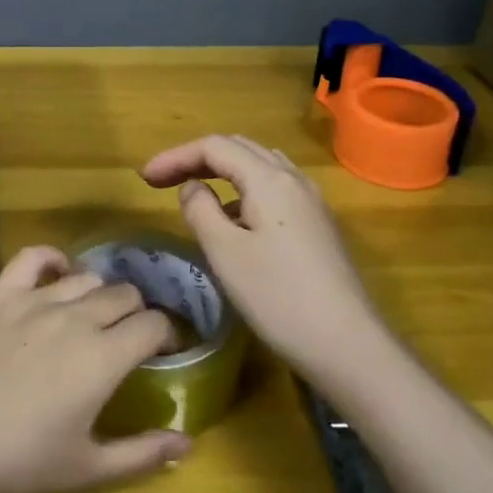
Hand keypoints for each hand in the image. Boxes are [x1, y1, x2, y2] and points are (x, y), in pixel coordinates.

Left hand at [0, 247, 192, 492]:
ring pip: (87, 277)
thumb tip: (187, 443)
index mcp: (104, 357)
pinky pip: (33, 258)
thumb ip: (142, 453)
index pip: (154, 324)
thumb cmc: (18, 462)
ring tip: (95, 316)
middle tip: (129, 340)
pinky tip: (58, 274)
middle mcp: (76, 317)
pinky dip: (52, 260)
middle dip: (138, 313)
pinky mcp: (1, 296)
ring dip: (100, 293)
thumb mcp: (87, 469)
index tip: (163, 354)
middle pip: (126, 294)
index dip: (167, 336)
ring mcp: (35, 301)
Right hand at [141, 134, 378, 377]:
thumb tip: (193, 188)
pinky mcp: (318, 227)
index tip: (144, 178)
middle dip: (197, 158)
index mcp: (269, 179)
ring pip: (260, 167)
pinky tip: (233, 220)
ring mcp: (311, 203)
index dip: (175, 156)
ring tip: (194, 193)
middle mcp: (294, 180)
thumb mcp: (225, 253)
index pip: (215, 147)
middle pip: (239, 149)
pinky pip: (274, 190)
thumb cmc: (278, 298)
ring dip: (222, 172)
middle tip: (163, 181)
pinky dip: (243, 190)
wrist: (348, 346)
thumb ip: (200, 210)